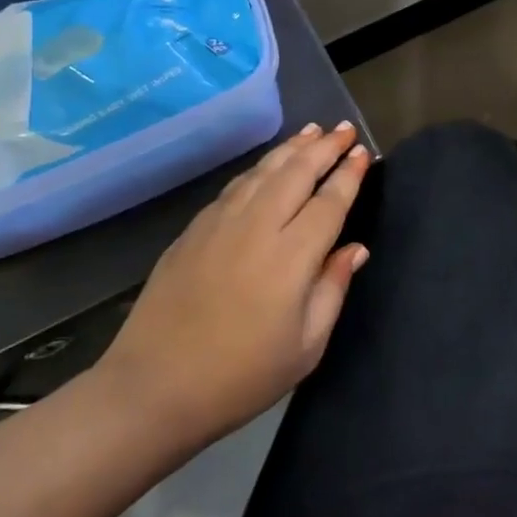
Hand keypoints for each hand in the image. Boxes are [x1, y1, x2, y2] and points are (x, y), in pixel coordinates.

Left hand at [99, 123, 373, 443]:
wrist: (154, 387)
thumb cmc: (241, 377)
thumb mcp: (305, 347)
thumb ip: (332, 289)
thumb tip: (355, 249)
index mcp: (292, 257)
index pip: (329, 201)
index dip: (348, 175)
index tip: (363, 152)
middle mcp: (258, 227)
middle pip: (297, 173)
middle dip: (324, 147)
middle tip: (344, 129)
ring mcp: (220, 224)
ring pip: (263, 171)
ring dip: (291, 148)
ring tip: (312, 131)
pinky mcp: (194, 230)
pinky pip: (236, 186)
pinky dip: (259, 168)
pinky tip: (267, 165)